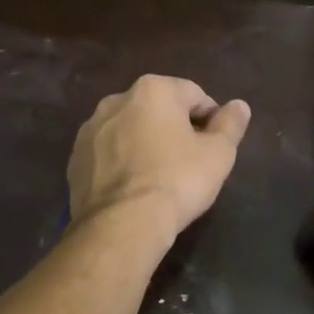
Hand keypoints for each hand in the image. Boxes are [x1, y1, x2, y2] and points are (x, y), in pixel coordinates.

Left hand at [68, 75, 251, 242]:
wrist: (122, 224)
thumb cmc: (177, 181)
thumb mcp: (218, 154)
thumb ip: (230, 124)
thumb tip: (239, 106)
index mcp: (153, 90)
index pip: (193, 94)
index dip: (210, 119)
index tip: (214, 146)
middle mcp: (116, 100)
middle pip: (158, 109)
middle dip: (174, 128)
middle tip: (189, 162)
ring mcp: (90, 129)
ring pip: (129, 129)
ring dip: (145, 143)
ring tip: (159, 176)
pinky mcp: (75, 159)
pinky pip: (108, 153)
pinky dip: (121, 162)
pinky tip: (133, 188)